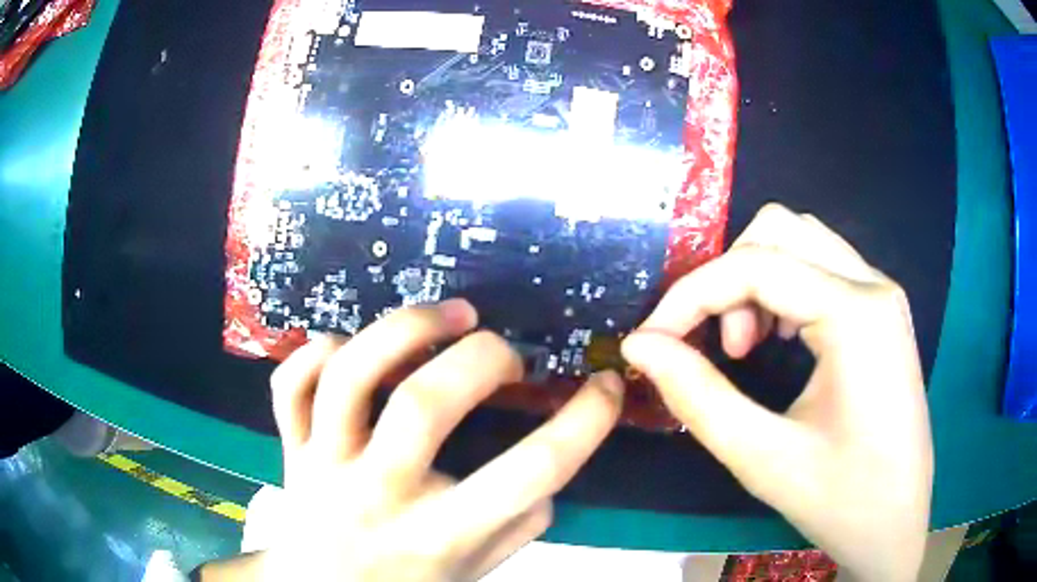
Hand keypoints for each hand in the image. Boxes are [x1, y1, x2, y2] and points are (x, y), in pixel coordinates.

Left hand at [255, 299, 622, 580]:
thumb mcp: (478, 570)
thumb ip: (519, 524)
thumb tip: (549, 466)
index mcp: (438, 536)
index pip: (528, 475)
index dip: (583, 422)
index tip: (604, 387)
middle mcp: (376, 495)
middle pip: (422, 406)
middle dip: (481, 360)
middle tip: (506, 352)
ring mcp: (322, 465)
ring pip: (348, 377)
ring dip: (405, 330)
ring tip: (451, 315)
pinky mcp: (289, 447)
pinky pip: (290, 384)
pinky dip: (319, 349)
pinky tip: (354, 344)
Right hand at [622, 204, 932, 581]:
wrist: (897, 523)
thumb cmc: (841, 500)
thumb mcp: (763, 458)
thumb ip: (697, 396)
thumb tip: (641, 347)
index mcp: (856, 314)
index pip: (755, 265)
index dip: (689, 295)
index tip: (651, 341)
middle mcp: (873, 285)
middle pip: (779, 230)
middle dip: (729, 278)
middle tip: (723, 349)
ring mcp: (881, 295)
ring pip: (801, 241)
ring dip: (756, 279)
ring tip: (749, 347)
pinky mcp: (880, 312)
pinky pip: (822, 267)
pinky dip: (784, 288)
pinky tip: (781, 341)